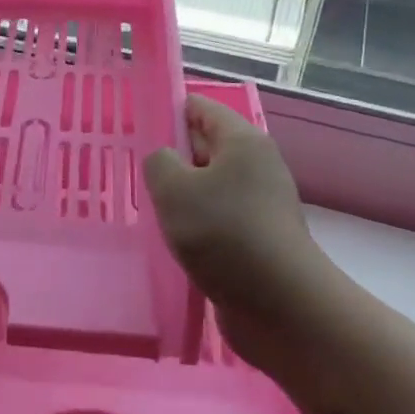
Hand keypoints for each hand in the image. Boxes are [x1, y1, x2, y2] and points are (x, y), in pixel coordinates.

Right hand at [144, 94, 319, 376]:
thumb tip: (164, 160)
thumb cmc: (224, 234)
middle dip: (170, 158)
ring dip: (180, 198)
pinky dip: (195, 225)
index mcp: (242, 140)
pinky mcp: (258, 237)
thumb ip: (158, 162)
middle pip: (204, 146)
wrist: (280, 305)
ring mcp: (260, 203)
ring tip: (150, 212)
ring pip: (208, 186)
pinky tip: (174, 241)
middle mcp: (256, 165)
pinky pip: (217, 218)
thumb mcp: (174, 189)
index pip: (198, 108)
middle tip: (134, 176)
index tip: (134, 134)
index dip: (165, 113)